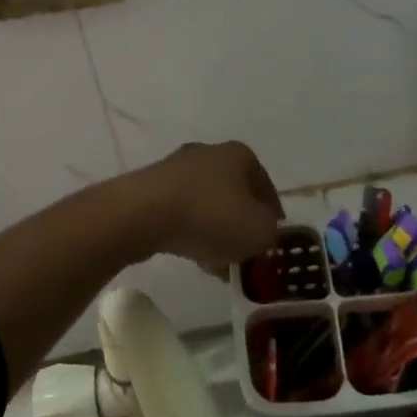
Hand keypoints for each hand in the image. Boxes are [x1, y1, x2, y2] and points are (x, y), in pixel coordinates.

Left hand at [134, 141, 282, 273]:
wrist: (143, 214)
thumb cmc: (212, 216)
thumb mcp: (260, 231)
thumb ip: (270, 232)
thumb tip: (262, 230)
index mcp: (239, 155)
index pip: (265, 184)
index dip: (272, 212)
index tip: (272, 236)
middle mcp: (208, 154)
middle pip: (233, 194)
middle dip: (240, 223)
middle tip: (244, 252)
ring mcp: (175, 169)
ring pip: (206, 205)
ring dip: (214, 231)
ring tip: (217, 263)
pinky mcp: (150, 188)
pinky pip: (180, 213)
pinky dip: (189, 231)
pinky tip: (192, 256)